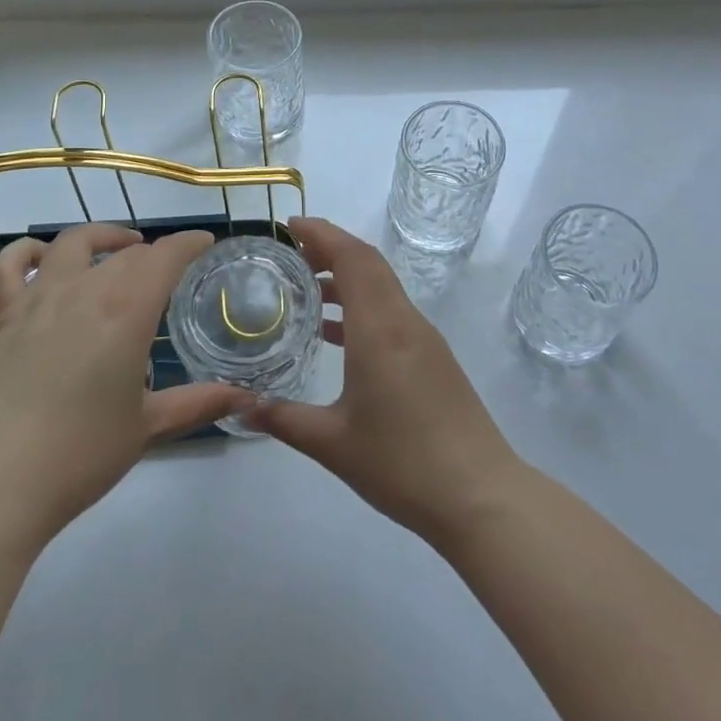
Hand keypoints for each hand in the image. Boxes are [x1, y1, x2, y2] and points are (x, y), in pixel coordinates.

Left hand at [0, 224, 252, 550]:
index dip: (189, 243)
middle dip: (153, 254)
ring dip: (102, 238)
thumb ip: (198, 404)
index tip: (205, 243)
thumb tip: (248, 397)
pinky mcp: (0, 320)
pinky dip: (28, 252)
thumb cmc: (79, 454)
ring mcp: (36, 301)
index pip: (165, 257)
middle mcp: (83, 291)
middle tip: (169, 269)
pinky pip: (9, 268)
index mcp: (126, 311)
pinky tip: (43, 259)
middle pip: (124, 254)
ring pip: (73, 245)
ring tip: (120, 247)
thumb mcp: (147, 428)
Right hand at [248, 217, 525, 545]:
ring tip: (307, 292)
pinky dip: (362, 306)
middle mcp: (404, 321)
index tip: (289, 225)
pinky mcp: (433, 358)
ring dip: (347, 278)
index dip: (322, 233)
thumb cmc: (402, 464)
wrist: (480, 495)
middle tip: (291, 255)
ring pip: (383, 287)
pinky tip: (336, 336)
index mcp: (380, 328)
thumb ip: (283, 419)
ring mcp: (424, 339)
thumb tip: (241, 405)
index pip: (352, 257)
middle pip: (369, 263)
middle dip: (331, 248)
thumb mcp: (332, 443)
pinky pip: (392, 312)